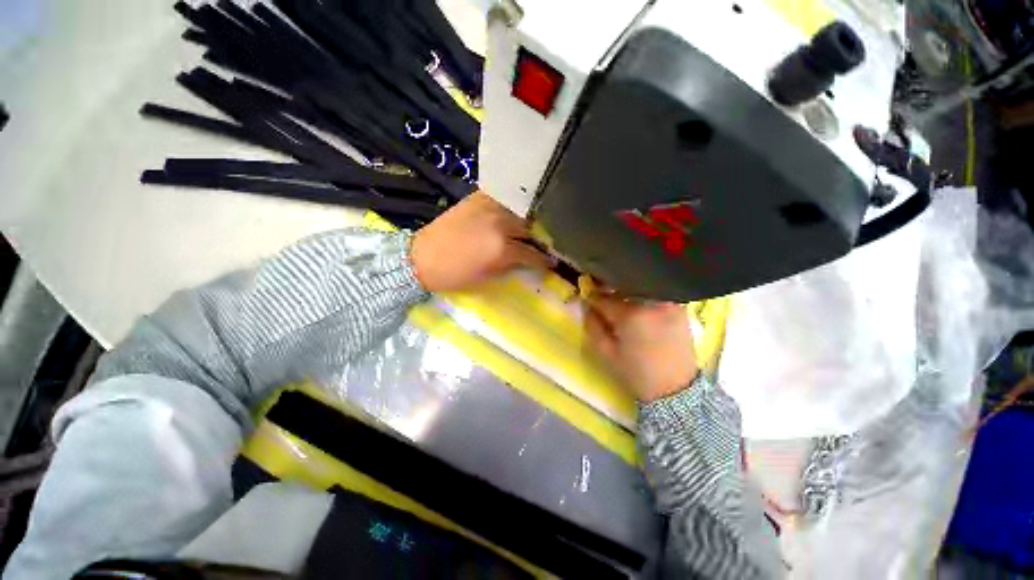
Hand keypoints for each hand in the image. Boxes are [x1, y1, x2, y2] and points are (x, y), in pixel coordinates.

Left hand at [410, 191, 554, 291]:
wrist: (421, 258)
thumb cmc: (454, 274)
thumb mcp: (488, 277)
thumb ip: (512, 265)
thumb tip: (529, 260)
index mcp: (502, 248)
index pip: (533, 253)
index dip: (545, 260)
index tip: (553, 262)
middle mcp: (500, 223)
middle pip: (531, 227)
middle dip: (541, 237)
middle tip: (546, 244)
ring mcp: (489, 206)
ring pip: (521, 211)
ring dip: (529, 220)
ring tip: (535, 227)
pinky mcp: (478, 198)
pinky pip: (504, 199)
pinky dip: (513, 206)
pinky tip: (516, 213)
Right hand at [584, 293, 697, 401]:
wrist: (675, 388)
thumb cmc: (636, 372)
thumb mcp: (606, 352)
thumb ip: (593, 326)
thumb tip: (587, 306)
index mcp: (630, 315)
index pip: (603, 298)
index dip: (592, 298)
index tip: (586, 298)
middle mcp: (650, 303)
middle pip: (622, 289)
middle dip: (609, 292)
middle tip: (602, 301)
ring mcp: (668, 303)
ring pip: (639, 289)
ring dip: (626, 293)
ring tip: (621, 305)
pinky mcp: (680, 308)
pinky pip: (655, 295)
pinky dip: (644, 297)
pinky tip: (640, 309)